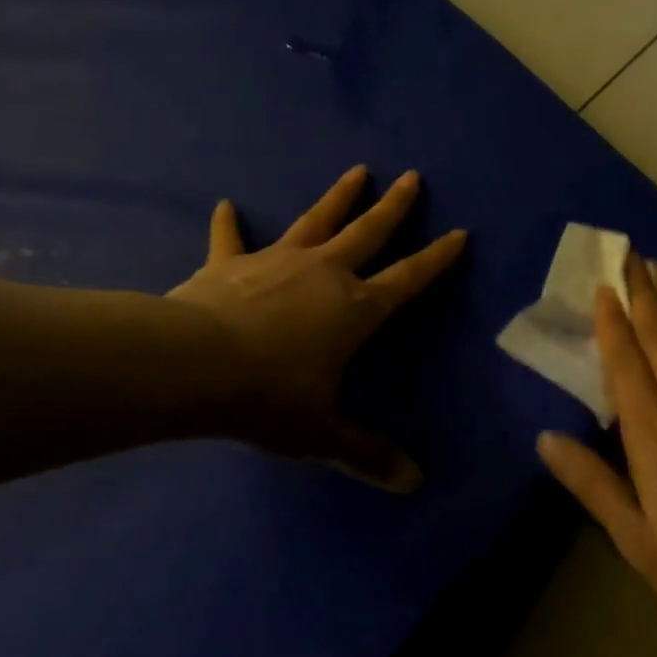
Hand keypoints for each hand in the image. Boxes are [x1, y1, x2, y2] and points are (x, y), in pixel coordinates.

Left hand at [166, 165, 465, 491]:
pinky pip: (231, 239)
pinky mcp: (232, 262)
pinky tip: (225, 204)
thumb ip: (367, 454)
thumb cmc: (269, 397)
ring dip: (338, 196)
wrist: (196, 367)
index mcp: (355, 308)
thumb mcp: (321, 434)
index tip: (459, 233)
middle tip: (411, 176)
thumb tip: (415, 484)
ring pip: (317, 220)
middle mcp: (325, 273)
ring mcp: (278, 260)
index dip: (437, 258)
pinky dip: (229, 224)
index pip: (409, 279)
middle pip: (369, 232)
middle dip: (394, 206)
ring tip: (357, 171)